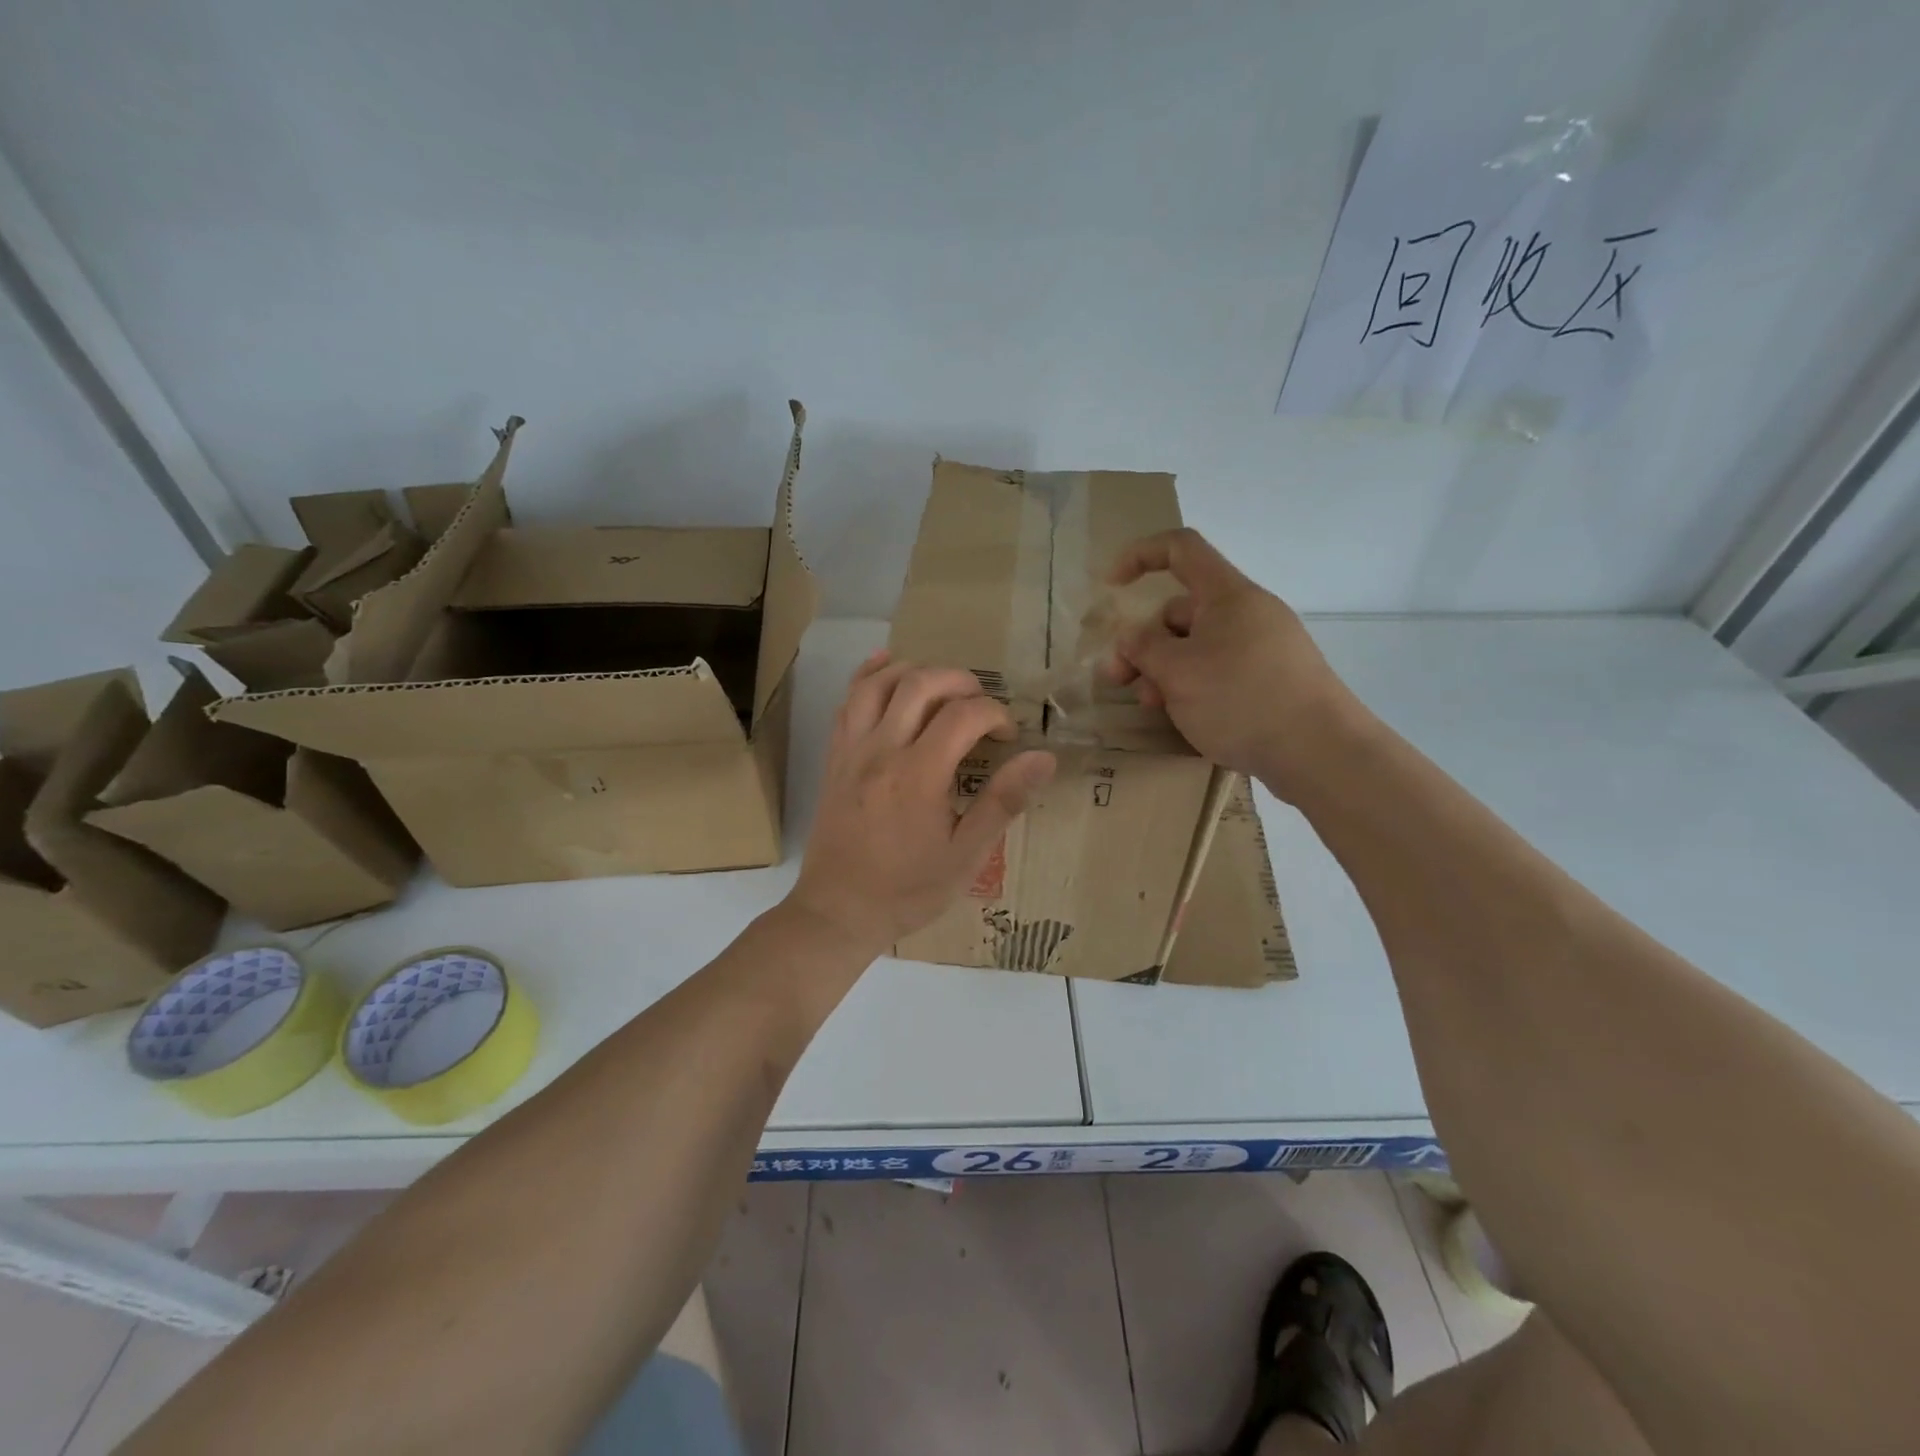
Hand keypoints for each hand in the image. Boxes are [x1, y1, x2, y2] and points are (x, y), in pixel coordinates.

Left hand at [788, 652, 1055, 956]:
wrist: (838, 912)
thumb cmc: (907, 890)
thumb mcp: (966, 857)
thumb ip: (1003, 802)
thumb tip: (1043, 758)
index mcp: (919, 775)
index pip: (963, 715)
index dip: (994, 714)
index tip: (1007, 735)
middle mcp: (882, 750)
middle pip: (920, 684)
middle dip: (960, 680)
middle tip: (981, 703)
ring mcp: (851, 750)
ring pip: (878, 683)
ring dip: (915, 671)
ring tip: (942, 684)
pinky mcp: (834, 758)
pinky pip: (847, 702)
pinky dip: (869, 676)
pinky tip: (885, 665)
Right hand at [1104, 528, 1362, 798]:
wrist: (1321, 752)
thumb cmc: (1242, 700)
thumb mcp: (1178, 672)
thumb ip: (1143, 648)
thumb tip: (1131, 638)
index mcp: (1228, 595)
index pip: (1181, 549)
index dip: (1140, 556)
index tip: (1111, 587)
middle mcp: (1247, 613)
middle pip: (1182, 611)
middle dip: (1144, 641)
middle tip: (1118, 680)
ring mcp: (1263, 649)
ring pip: (1197, 647)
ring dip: (1164, 671)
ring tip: (1151, 706)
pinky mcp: (1272, 681)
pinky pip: (1219, 671)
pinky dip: (1192, 686)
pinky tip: (1182, 717)